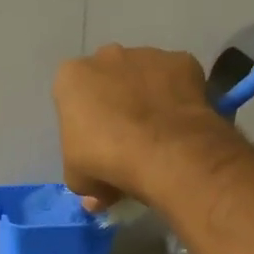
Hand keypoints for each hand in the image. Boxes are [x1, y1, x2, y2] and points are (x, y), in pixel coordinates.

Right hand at [53, 44, 235, 209]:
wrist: (163, 151)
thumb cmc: (105, 161)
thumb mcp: (79, 180)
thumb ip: (84, 181)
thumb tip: (97, 198)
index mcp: (71, 77)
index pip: (71, 97)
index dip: (82, 122)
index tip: (93, 145)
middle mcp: (106, 56)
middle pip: (107, 78)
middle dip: (114, 101)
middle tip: (124, 138)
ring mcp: (147, 54)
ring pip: (143, 75)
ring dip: (146, 96)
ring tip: (157, 133)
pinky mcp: (182, 61)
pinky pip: (176, 80)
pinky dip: (177, 97)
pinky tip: (179, 123)